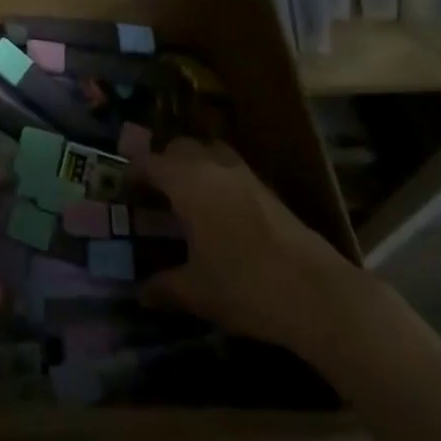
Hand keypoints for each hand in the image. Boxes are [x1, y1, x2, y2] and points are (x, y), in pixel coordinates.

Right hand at [136, 139, 358, 358]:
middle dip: (164, 162)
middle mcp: (214, 167)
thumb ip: (164, 287)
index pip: (151, 161)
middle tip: (154, 193)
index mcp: (188, 182)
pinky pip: (231, 169)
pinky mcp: (268, 190)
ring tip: (186, 197)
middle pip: (180, 148)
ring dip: (194, 165)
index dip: (134, 172)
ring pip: (210, 153)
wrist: (316, 293)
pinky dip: (217, 178)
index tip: (124, 189)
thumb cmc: (245, 286)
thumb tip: (141, 292)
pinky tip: (219, 212)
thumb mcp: (197, 292)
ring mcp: (245, 175)